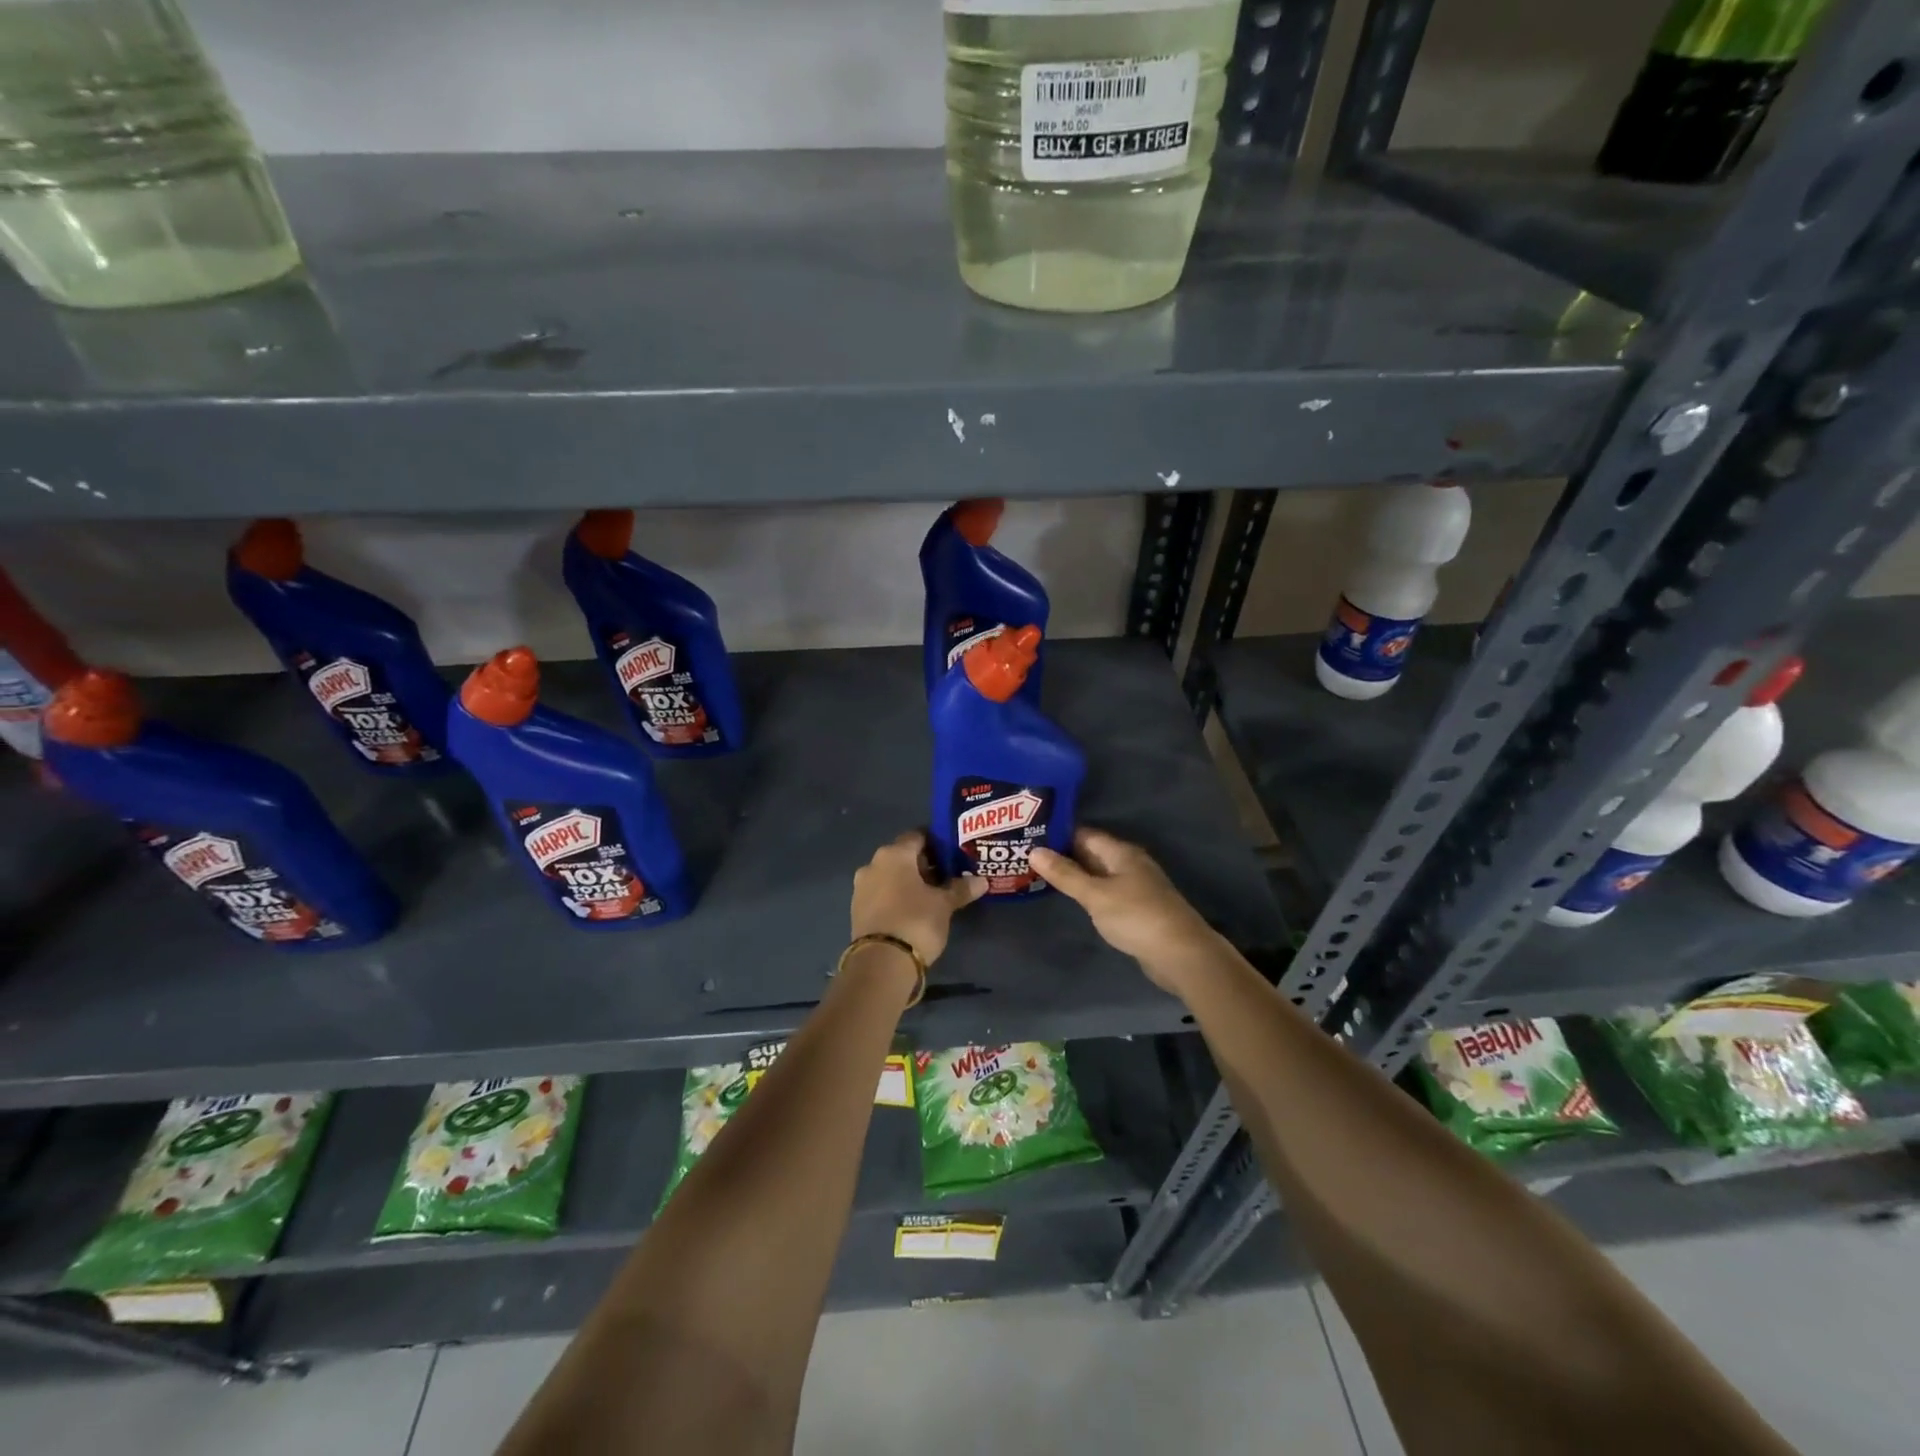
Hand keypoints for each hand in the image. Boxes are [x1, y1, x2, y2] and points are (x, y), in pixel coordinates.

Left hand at [851, 831, 986, 966]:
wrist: (881, 963)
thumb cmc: (916, 921)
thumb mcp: (944, 905)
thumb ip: (961, 888)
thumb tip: (982, 881)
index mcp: (894, 854)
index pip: (918, 836)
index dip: (936, 843)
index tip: (952, 854)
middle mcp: (873, 864)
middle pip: (903, 856)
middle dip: (923, 865)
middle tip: (947, 876)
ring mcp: (861, 887)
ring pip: (890, 876)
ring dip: (908, 882)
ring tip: (932, 896)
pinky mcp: (857, 909)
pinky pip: (881, 894)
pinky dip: (896, 897)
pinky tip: (913, 910)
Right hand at [1030, 828, 1223, 989]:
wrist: (1181, 954)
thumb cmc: (1136, 917)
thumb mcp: (1095, 895)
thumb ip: (1065, 874)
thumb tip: (1034, 850)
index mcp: (1121, 852)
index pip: (1084, 834)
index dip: (1058, 834)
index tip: (1029, 836)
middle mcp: (1129, 864)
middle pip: (1091, 853)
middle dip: (1063, 855)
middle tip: (1027, 856)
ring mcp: (1135, 887)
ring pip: (1098, 874)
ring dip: (1075, 875)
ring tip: (1039, 876)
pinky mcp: (1137, 909)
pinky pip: (1106, 892)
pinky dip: (1088, 893)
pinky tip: (1070, 899)